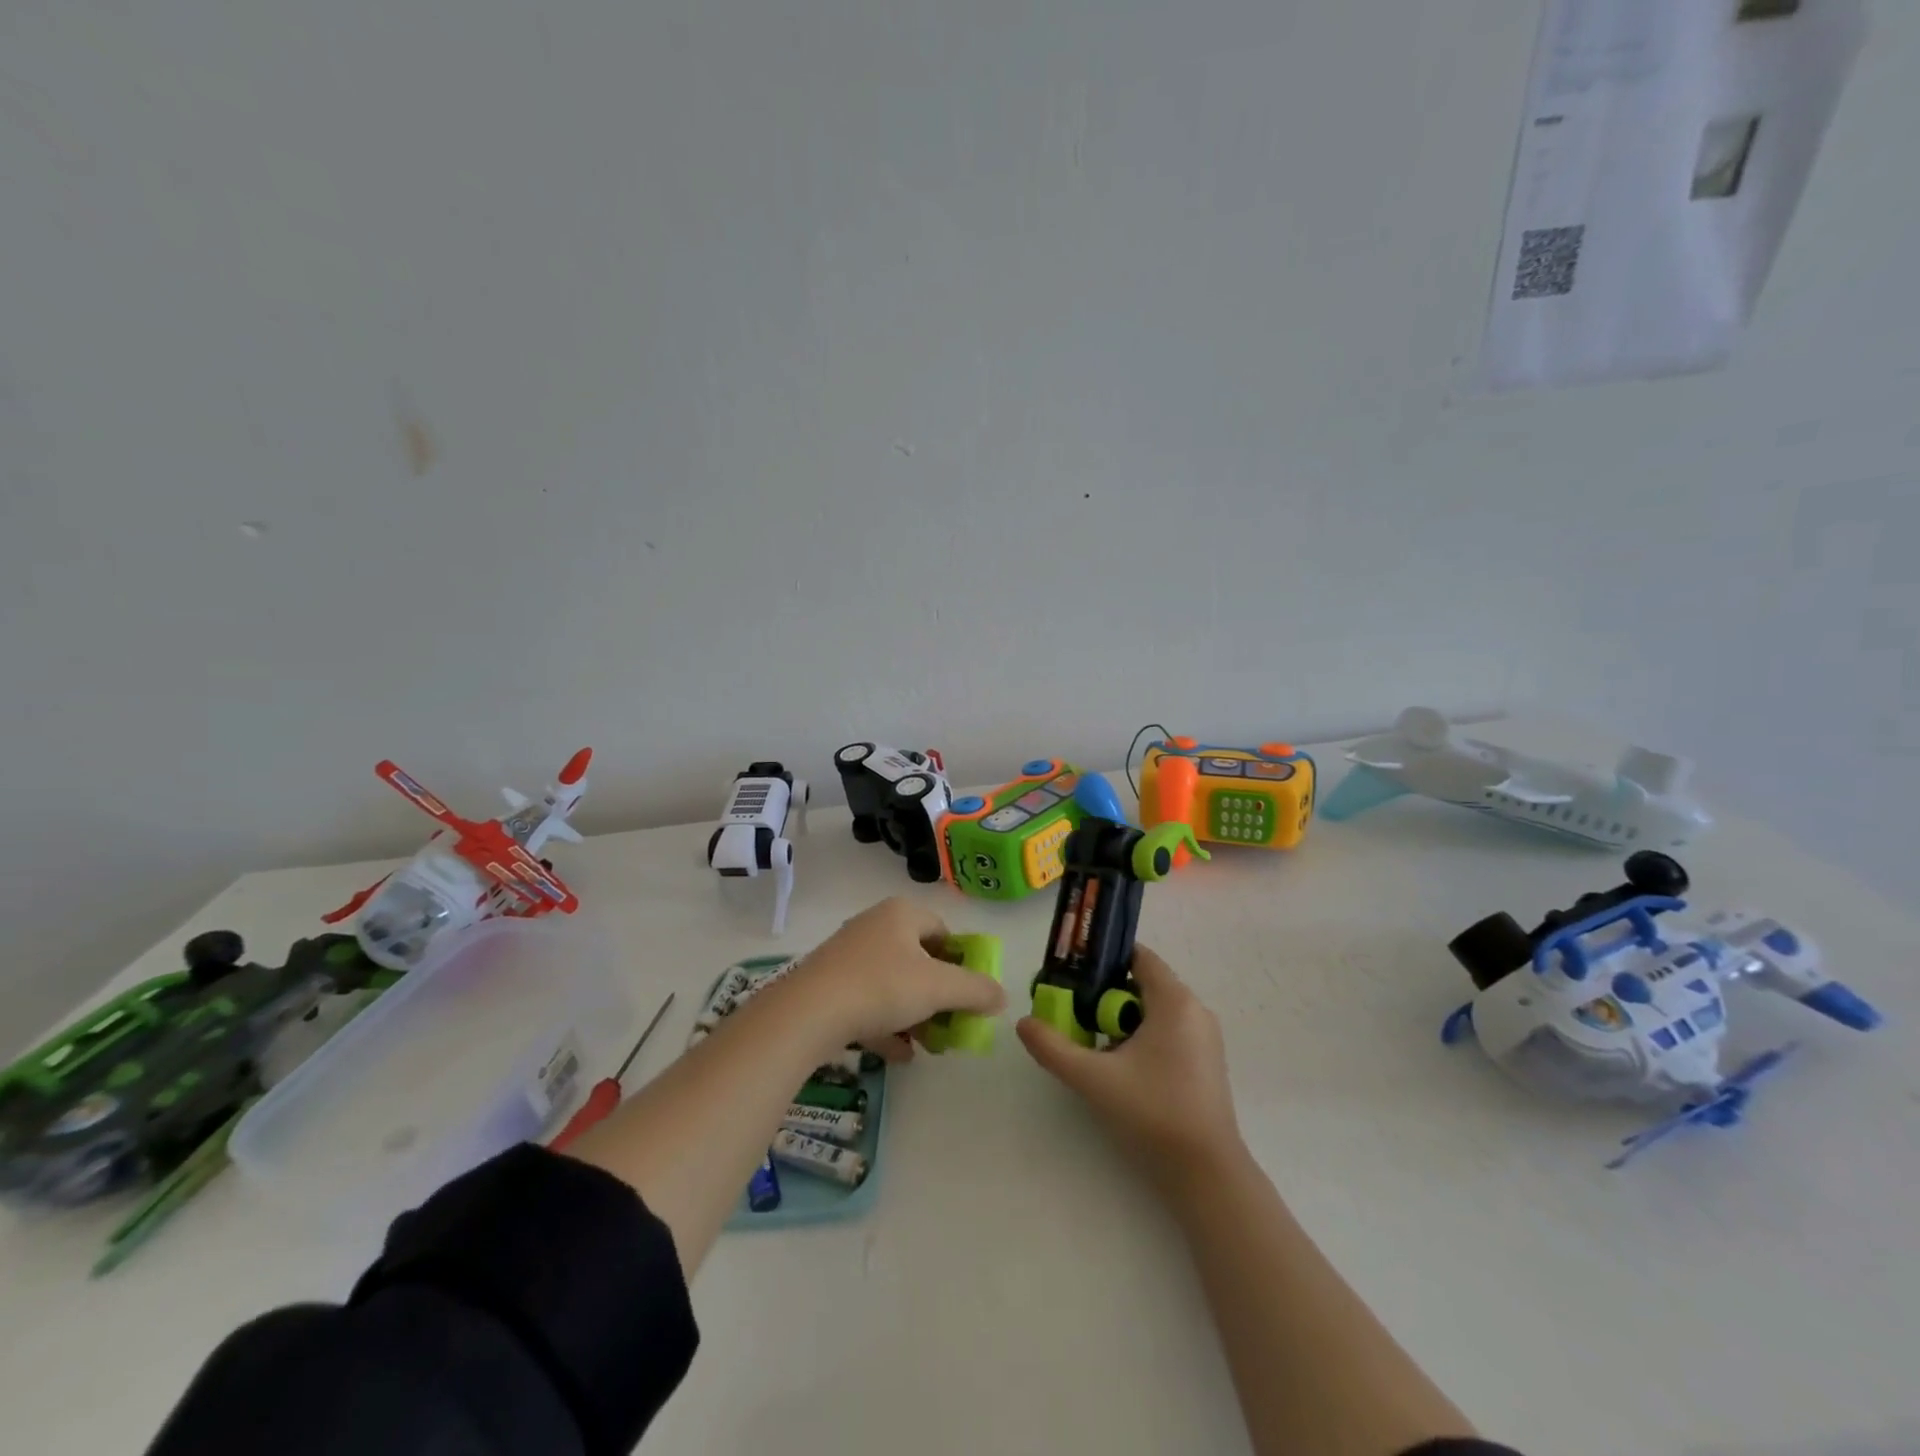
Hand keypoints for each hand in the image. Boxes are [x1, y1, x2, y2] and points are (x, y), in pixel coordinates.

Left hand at [781, 897, 1007, 1061]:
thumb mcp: (939, 988)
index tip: (968, 994)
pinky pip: (868, 1002)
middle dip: (938, 995)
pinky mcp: (829, 983)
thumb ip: (976, 990)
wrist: (808, 1012)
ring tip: (928, 1044)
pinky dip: (887, 1025)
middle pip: (918, 959)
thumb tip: (1001, 996)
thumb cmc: (882, 987)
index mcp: (901, 914)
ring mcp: (848, 955)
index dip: (961, 962)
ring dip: (914, 1014)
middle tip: (951, 1023)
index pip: (943, 931)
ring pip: (893, 983)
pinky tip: (899, 1055)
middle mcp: (874, 926)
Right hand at [1016, 946, 1244, 1187]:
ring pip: (1155, 1011)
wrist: (1206, 1175)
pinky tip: (1122, 1067)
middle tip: (1076, 1014)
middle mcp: (1195, 1010)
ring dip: (1123, 1020)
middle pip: (1143, 984)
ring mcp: (1205, 1038)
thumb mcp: (1093, 1078)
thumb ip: (1053, 1047)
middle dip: (1107, 995)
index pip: (1139, 956)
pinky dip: (1142, 1037)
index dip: (1104, 959)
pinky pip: (1168, 1032)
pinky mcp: (1206, 1063)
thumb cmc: (1152, 1113)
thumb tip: (1023, 1023)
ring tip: (1094, 1044)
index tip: (1074, 975)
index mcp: (1174, 1001)